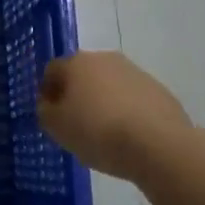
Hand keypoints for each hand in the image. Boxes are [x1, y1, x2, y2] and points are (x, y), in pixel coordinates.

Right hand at [38, 52, 191, 179]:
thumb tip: (49, 104)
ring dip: (102, 102)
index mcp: (76, 62)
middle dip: (76, 95)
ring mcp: (136, 73)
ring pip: (109, 85)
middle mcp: (105, 59)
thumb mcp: (56, 127)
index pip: (51, 71)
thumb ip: (45, 112)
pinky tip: (128, 136)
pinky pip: (132, 99)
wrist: (158, 145)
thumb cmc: (97, 132)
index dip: (47, 93)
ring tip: (104, 134)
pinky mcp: (159, 90)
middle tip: (75, 124)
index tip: (50, 116)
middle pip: (82, 74)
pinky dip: (126, 112)